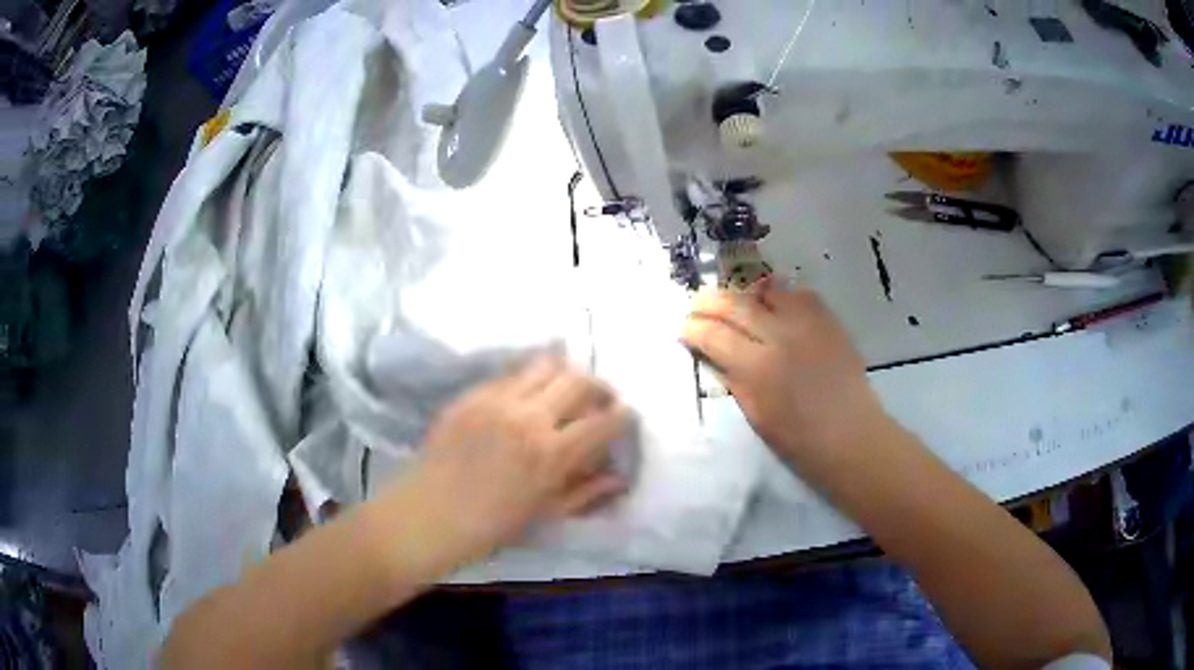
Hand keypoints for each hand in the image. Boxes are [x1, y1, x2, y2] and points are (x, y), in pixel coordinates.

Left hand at [393, 355, 631, 563]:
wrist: (431, 513)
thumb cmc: (492, 525)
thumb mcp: (545, 514)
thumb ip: (586, 492)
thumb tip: (619, 477)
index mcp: (552, 454)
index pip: (603, 421)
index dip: (622, 416)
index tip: (625, 417)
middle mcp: (529, 417)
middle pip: (579, 380)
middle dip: (600, 386)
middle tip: (601, 399)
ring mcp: (497, 400)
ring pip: (545, 365)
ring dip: (565, 375)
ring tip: (565, 390)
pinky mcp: (473, 394)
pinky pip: (510, 374)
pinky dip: (529, 381)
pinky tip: (527, 397)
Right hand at [681, 277, 885, 465]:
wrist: (851, 435)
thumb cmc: (798, 439)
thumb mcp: (754, 414)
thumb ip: (731, 377)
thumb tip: (710, 351)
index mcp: (757, 368)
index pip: (713, 334)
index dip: (692, 328)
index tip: (683, 328)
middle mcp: (780, 336)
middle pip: (735, 304)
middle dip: (709, 302)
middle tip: (697, 306)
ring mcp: (808, 323)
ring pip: (766, 291)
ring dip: (745, 296)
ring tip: (735, 304)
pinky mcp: (829, 319)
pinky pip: (798, 294)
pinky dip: (780, 297)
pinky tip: (773, 306)